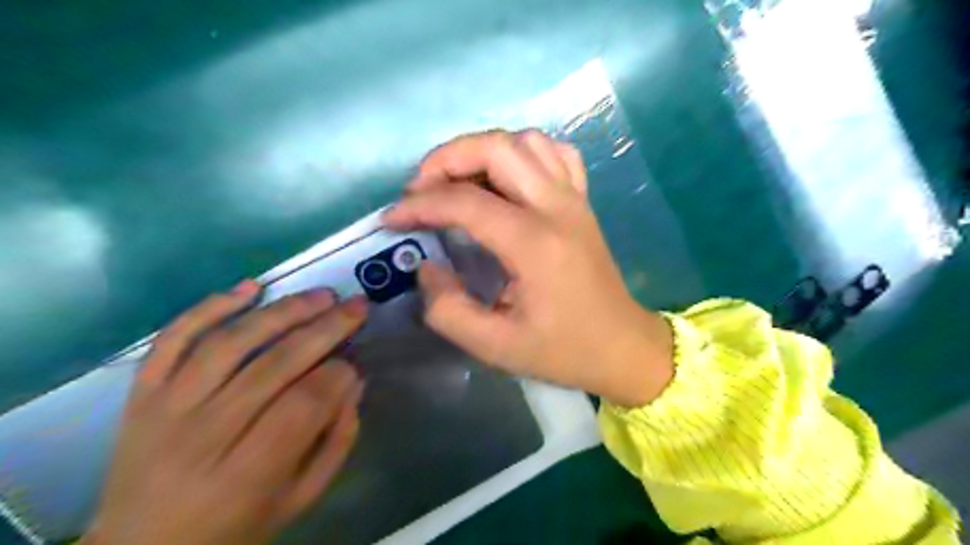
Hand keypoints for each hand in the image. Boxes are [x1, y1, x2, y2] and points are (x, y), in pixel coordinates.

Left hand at [82, 284, 368, 544]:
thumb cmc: (235, 525)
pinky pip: (173, 339)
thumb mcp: (300, 497)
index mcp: (247, 474)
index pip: (304, 404)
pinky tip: (250, 287)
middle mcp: (202, 436)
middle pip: (273, 365)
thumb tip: (354, 381)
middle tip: (357, 305)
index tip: (355, 363)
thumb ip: (336, 441)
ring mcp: (165, 409)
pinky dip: (210, 307)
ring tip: (321, 295)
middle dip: (325, 329)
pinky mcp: (141, 393)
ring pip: (229, 343)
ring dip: (282, 311)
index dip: (338, 375)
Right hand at [383, 129, 671, 406]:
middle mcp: (557, 208)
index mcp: (535, 245)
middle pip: (497, 148)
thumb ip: (448, 309)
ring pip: (525, 141)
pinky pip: (554, 153)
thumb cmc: (562, 351)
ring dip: (482, 150)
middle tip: (420, 189)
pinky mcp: (582, 201)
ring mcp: (574, 199)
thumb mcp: (495, 347)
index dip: (419, 205)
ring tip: (458, 181)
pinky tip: (506, 178)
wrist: (622, 346)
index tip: (392, 219)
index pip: (466, 202)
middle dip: (446, 158)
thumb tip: (427, 266)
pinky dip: (522, 153)